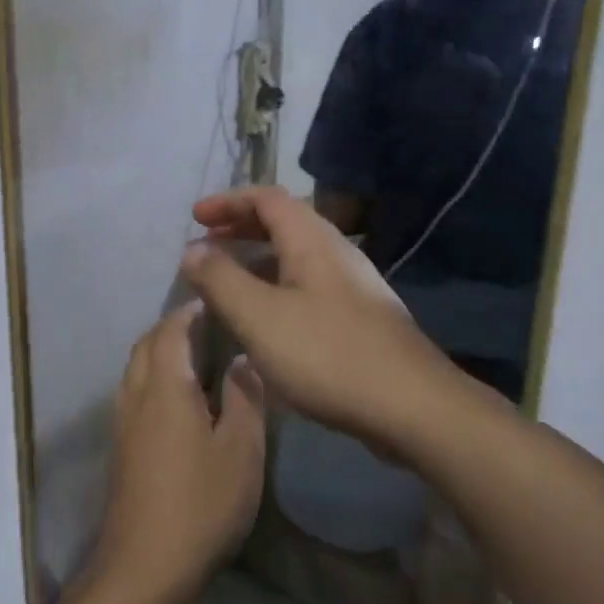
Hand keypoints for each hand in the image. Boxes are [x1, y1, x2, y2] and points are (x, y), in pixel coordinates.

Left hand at [94, 303, 265, 603]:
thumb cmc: (201, 503)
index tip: (210, 300)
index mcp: (165, 387)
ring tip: (191, 355)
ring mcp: (123, 423)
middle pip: (146, 345)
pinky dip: (151, 377)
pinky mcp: (120, 448)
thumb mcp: (241, 451)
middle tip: (203, 323)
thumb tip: (241, 358)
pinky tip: (175, 398)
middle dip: (170, 327)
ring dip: (158, 351)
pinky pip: (133, 392)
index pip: (171, 331)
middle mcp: (136, 396)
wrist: (144, 565)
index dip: (188, 312)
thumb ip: (244, 397)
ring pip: (135, 369)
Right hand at [181, 185, 496, 459]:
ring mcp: (353, 286)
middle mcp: (336, 253)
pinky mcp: (360, 318)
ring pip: (297, 257)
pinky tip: (265, 322)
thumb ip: (220, 280)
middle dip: (242, 228)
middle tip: (207, 243)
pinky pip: (309, 286)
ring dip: (258, 260)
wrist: (410, 406)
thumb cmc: (326, 354)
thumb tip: (192, 250)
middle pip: (285, 223)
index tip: (196, 217)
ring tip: (227, 283)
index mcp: (312, 241)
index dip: (228, 201)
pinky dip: (277, 288)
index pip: (267, 198)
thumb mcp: (258, 316)